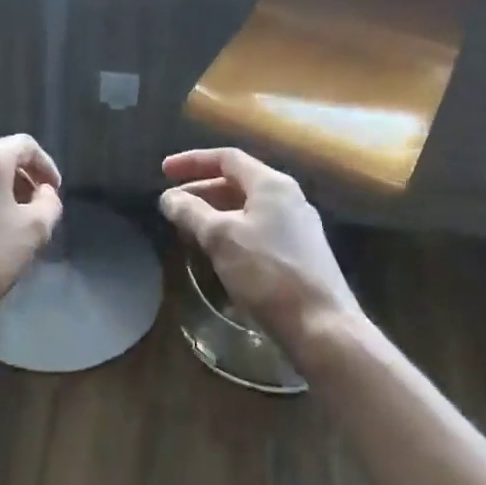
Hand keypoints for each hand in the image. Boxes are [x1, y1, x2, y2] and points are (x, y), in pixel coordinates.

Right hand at [159, 147, 361, 344]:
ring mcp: (296, 228)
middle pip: (237, 183)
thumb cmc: (268, 273)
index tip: (164, 171)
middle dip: (200, 191)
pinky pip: (256, 231)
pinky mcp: (298, 255)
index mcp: (272, 185)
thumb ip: (191, 212)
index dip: (192, 161)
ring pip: (246, 209)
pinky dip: (230, 233)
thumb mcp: (221, 238)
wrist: (321, 326)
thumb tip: (169, 198)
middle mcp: (288, 199)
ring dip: (213, 214)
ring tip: (187, 229)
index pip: (227, 158)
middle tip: (171, 206)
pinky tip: (215, 253)